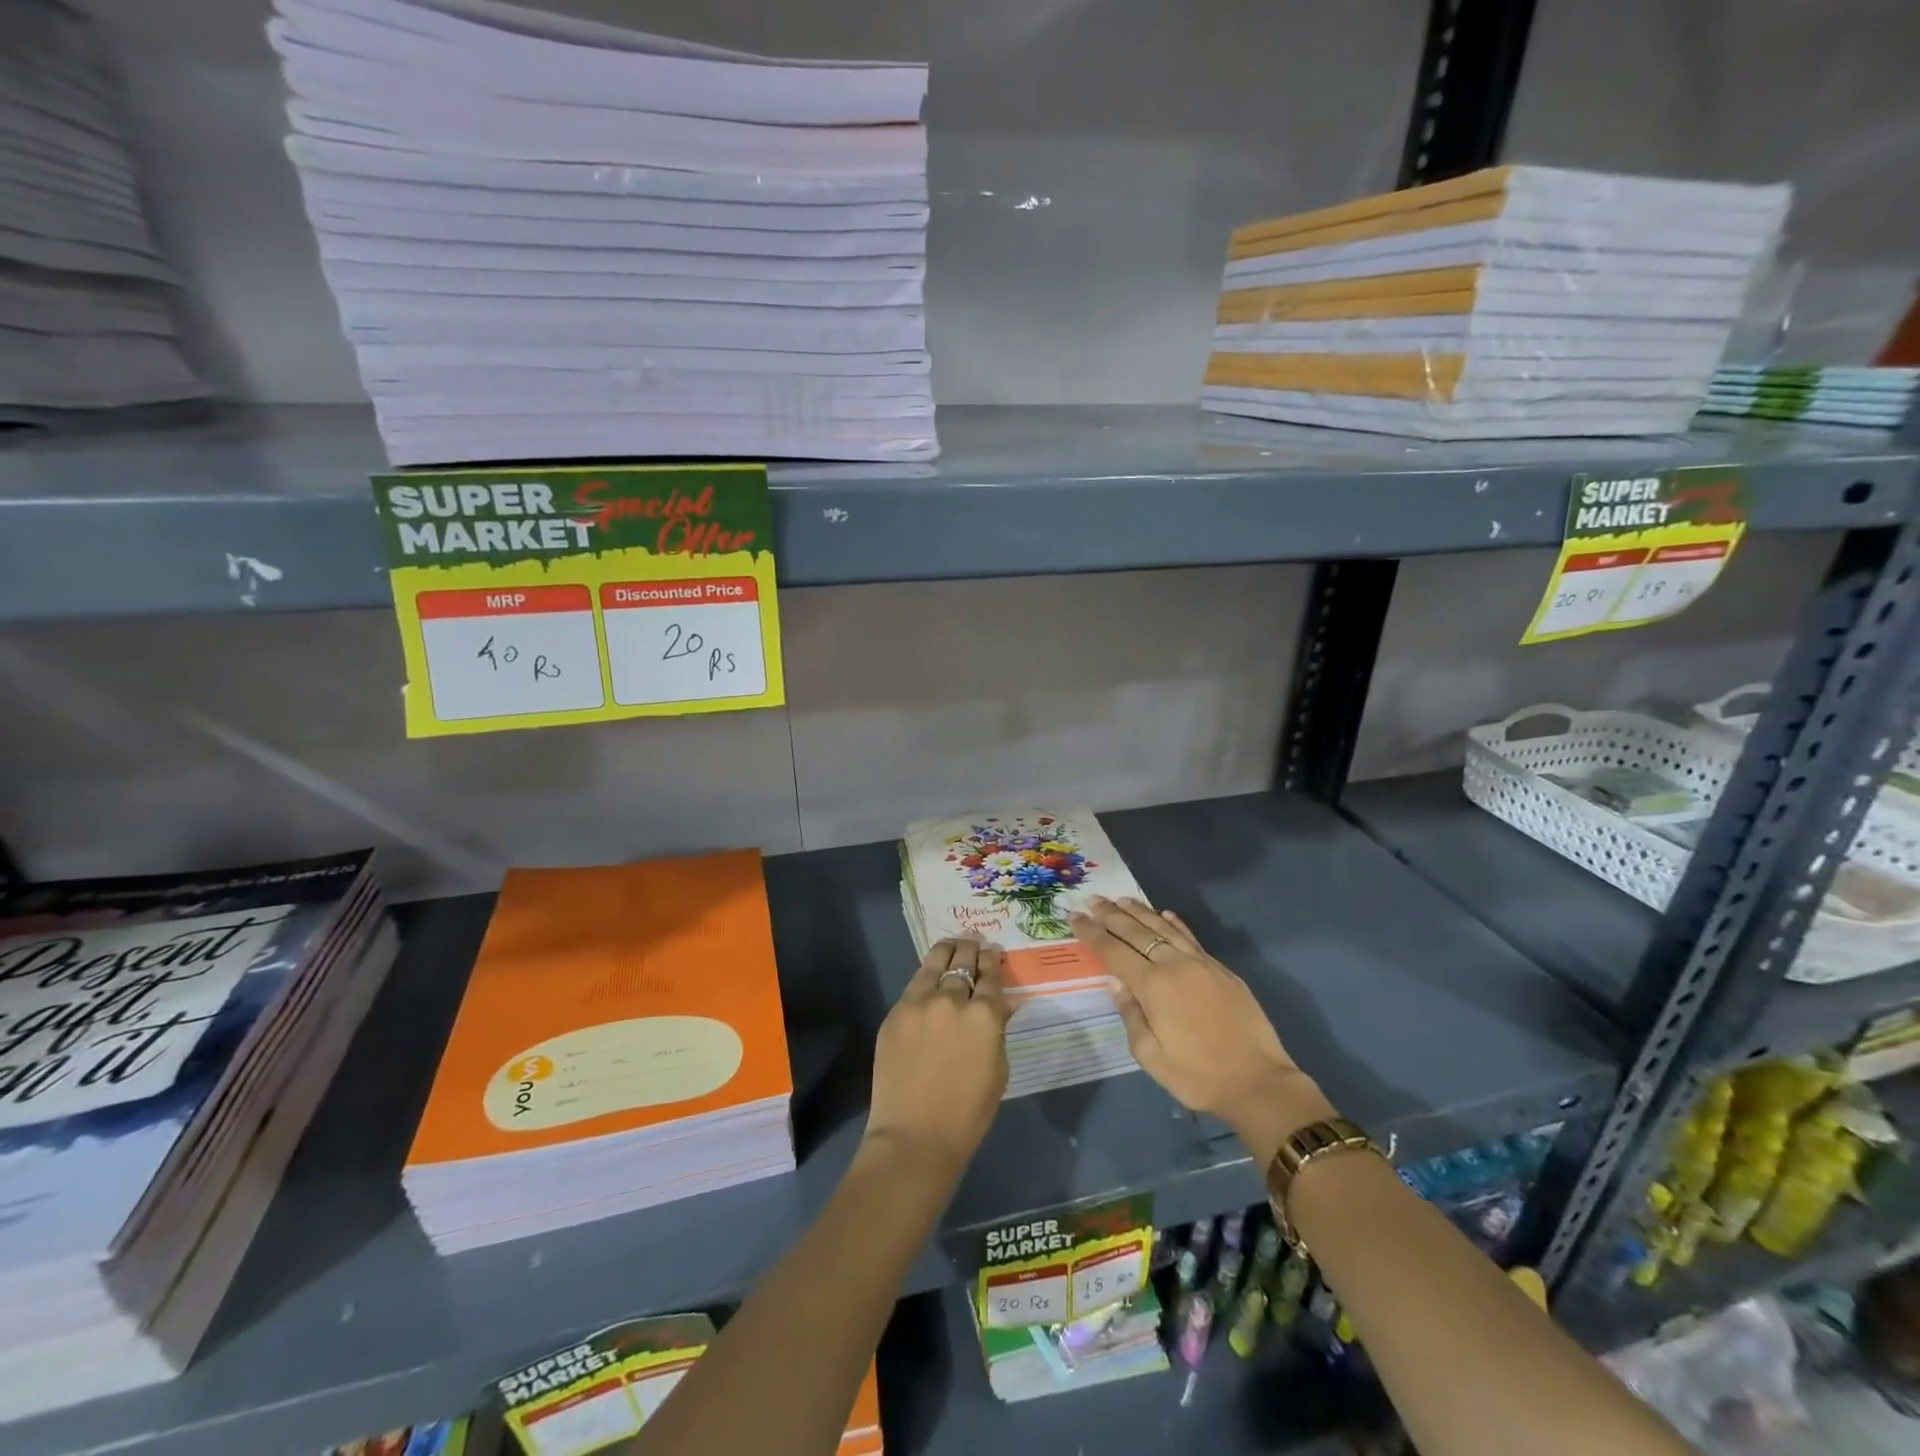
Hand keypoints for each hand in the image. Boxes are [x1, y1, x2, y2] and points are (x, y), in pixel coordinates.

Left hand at [864, 939, 1011, 1178]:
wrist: (915, 1136)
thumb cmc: (968, 1113)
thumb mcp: (998, 1070)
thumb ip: (997, 1031)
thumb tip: (999, 1006)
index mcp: (985, 1015)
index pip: (991, 976)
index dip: (993, 962)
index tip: (993, 953)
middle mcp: (953, 1000)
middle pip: (964, 962)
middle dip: (972, 950)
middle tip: (974, 943)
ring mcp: (920, 1003)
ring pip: (935, 963)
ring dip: (948, 951)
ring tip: (953, 944)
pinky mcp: (896, 1012)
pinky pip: (914, 984)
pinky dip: (926, 975)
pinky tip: (930, 973)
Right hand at [1069, 896, 1334, 1167]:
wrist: (1258, 1081)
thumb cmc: (1197, 1075)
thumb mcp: (1151, 1056)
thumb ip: (1130, 1015)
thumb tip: (1115, 982)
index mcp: (1153, 986)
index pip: (1114, 952)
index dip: (1092, 933)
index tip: (1074, 917)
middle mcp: (1174, 965)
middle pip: (1136, 932)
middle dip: (1111, 915)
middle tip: (1092, 900)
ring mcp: (1200, 964)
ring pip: (1164, 928)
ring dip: (1140, 912)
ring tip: (1122, 900)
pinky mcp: (1220, 969)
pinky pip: (1190, 938)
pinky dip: (1175, 923)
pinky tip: (1165, 914)